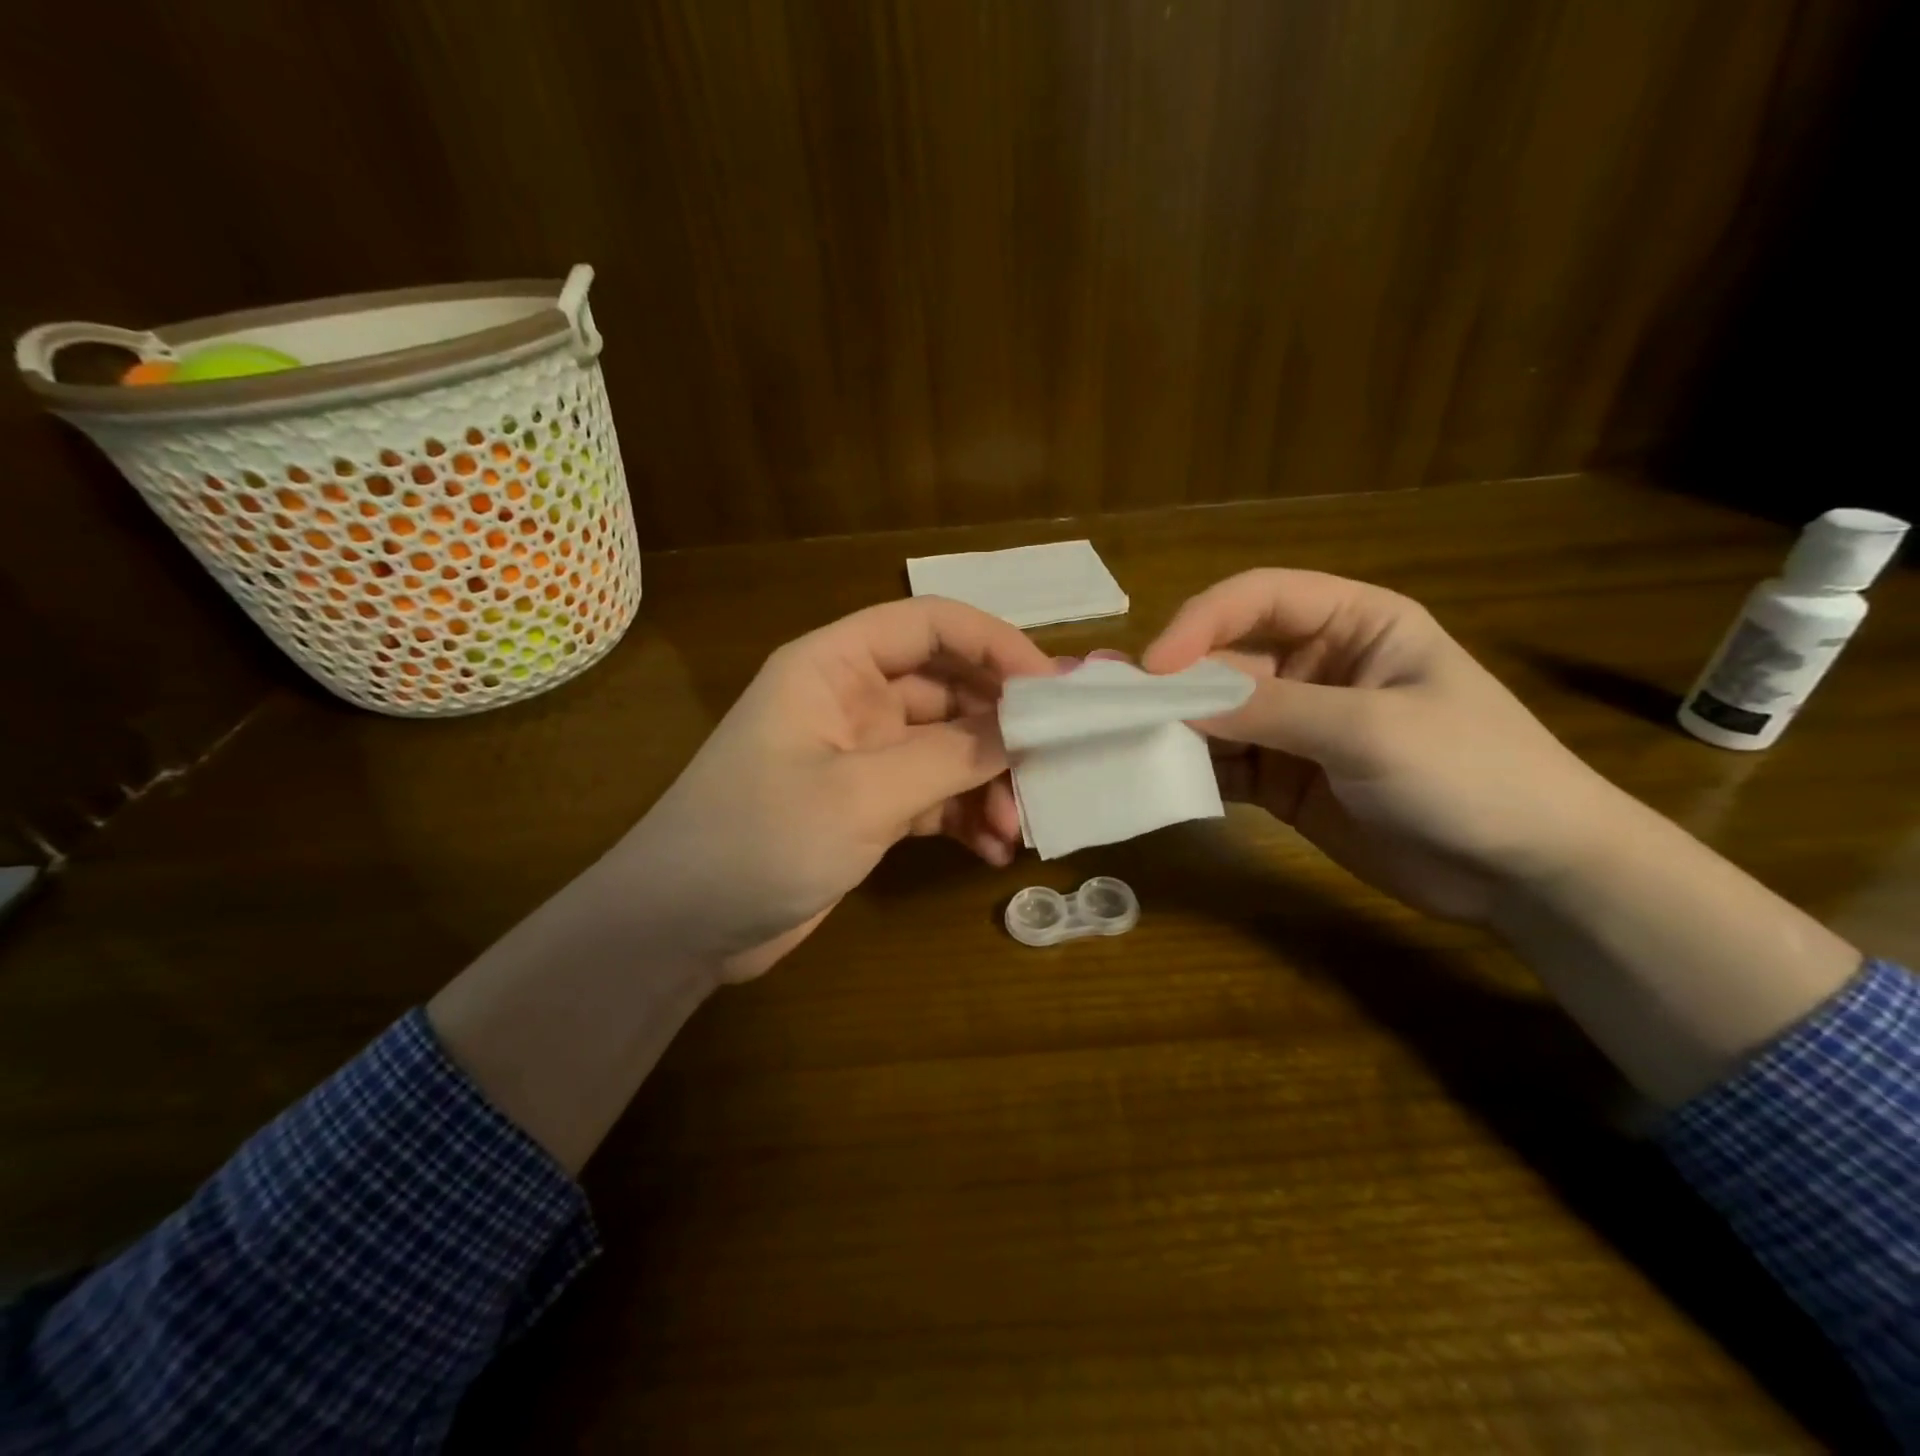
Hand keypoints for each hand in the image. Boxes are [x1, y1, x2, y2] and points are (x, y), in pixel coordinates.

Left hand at [603, 597, 1053, 979]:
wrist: (680, 929)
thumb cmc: (757, 840)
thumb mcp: (860, 795)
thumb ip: (949, 757)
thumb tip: (1027, 727)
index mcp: (834, 666)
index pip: (929, 625)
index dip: (994, 644)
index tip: (1052, 689)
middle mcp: (852, 701)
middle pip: (948, 690)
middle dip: (999, 730)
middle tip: (1048, 769)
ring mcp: (861, 757)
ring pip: (947, 749)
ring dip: (987, 783)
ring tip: (1015, 829)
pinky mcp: (866, 808)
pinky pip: (932, 797)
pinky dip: (963, 817)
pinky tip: (988, 851)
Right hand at [1142, 569, 1616, 921]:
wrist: (1528, 874)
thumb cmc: (1472, 773)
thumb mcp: (1370, 729)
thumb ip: (1270, 710)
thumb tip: (1176, 700)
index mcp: (1353, 623)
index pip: (1259, 598)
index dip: (1200, 622)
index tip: (1153, 666)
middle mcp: (1316, 666)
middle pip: (1226, 659)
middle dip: (1172, 681)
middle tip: (1111, 703)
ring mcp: (1296, 726)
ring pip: (1215, 715)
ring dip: (1172, 728)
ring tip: (1118, 740)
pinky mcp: (1284, 779)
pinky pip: (1225, 765)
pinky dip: (1192, 771)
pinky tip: (1159, 779)